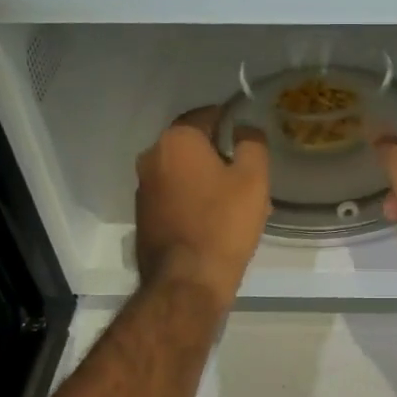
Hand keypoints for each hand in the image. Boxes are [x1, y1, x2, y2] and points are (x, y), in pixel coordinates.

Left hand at [135, 108, 270, 310]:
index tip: (248, 137)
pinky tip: (216, 219)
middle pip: (192, 145)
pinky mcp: (143, 216)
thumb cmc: (224, 223)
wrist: (187, 281)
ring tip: (236, 200)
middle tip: (247, 172)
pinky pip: (174, 195)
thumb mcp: (253, 178)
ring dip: (206, 178)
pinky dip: (193, 199)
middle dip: (219, 154)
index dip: (230, 121)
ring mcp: (143, 188)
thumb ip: (252, 143)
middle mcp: (151, 157)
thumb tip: (244, 129)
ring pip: (183, 172)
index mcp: (176, 140)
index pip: (206, 115)